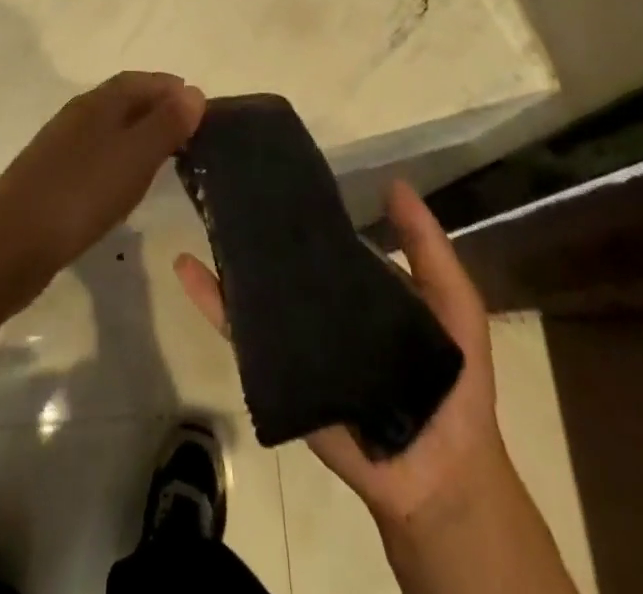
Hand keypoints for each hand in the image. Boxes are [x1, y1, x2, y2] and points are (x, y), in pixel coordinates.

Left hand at [0, 72, 206, 330]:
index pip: (140, 80)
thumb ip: (166, 124)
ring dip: (138, 134)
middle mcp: (78, 115)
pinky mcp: (51, 178)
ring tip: (167, 157)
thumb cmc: (78, 195)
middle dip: (157, 109)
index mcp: (98, 103)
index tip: (201, 105)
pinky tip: (126, 184)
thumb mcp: (134, 158)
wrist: (6, 245)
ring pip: (109, 128)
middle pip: (124, 100)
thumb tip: (195, 91)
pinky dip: (120, 158)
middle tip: (191, 133)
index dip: (170, 88)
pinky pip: (96, 155)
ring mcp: (61, 147)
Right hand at [174, 179, 507, 535]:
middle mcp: (323, 306)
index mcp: (360, 286)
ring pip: (256, 290)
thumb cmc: (455, 383)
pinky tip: (187, 268)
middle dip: (259, 223)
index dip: (303, 203)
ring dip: (228, 254)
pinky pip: (241, 336)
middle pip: (284, 259)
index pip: (325, 237)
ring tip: (203, 208)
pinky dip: (212, 303)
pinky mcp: (277, 372)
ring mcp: (297, 339)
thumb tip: (394, 182)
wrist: (440, 475)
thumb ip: (428, 248)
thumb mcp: (453, 303)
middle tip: (229, 179)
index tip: (275, 167)